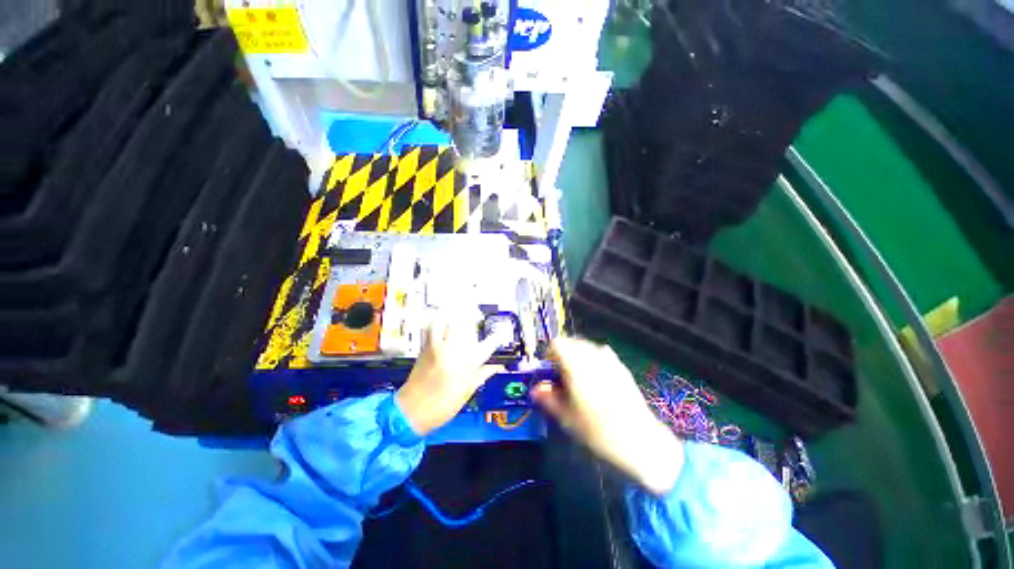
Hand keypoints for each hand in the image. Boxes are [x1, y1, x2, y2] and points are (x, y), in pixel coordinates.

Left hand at [395, 316, 502, 435]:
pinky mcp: (426, 346)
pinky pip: (433, 326)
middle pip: (467, 326)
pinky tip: (444, 316)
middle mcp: (454, 351)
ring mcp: (439, 347)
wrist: (411, 411)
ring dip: (456, 314)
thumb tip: (498, 366)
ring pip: (449, 321)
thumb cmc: (443, 405)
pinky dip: (439, 318)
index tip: (502, 332)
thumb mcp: (468, 391)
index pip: (488, 345)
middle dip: (474, 318)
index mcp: (468, 365)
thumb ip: (483, 374)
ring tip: (461, 310)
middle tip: (478, 316)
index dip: (497, 337)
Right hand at [533, 337, 683, 494]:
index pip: (556, 344)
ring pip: (585, 348)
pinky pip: (599, 355)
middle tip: (561, 380)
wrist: (640, 440)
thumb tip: (536, 389)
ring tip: (578, 382)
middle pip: (570, 343)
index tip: (549, 373)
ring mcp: (609, 358)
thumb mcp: (566, 416)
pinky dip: (591, 362)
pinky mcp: (621, 366)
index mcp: (576, 363)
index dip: (549, 356)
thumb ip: (548, 398)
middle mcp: (592, 355)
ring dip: (576, 358)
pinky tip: (596, 383)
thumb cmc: (598, 430)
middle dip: (562, 357)